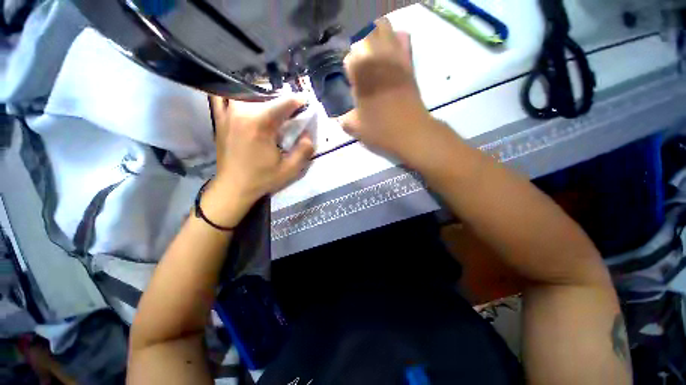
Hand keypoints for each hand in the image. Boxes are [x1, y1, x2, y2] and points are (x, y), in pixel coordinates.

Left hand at [203, 96, 313, 226]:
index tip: (307, 101)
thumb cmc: (262, 179)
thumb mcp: (290, 169)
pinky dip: (236, 95)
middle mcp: (242, 111)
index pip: (284, 102)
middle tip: (293, 110)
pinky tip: (246, 102)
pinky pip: (225, 97)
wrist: (233, 187)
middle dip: (283, 99)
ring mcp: (227, 112)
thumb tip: (308, 134)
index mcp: (260, 123)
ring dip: (263, 96)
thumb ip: (304, 150)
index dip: (299, 100)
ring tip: (273, 106)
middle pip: (267, 93)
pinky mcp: (220, 118)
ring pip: (248, 91)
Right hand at [338, 18, 431, 159]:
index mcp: (361, 70)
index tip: (351, 85)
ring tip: (371, 56)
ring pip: (383, 27)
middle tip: (359, 67)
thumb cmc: (380, 130)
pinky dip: (394, 40)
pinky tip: (389, 56)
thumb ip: (342, 118)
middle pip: (364, 32)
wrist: (411, 133)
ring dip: (374, 36)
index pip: (348, 58)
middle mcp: (378, 55)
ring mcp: (396, 56)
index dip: (349, 72)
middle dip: (358, 47)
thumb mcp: (354, 127)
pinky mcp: (409, 63)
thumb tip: (339, 114)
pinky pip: (403, 39)